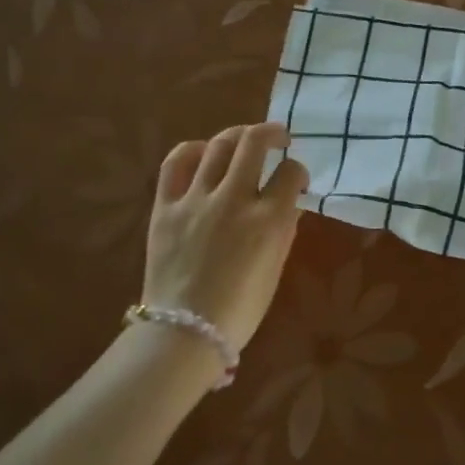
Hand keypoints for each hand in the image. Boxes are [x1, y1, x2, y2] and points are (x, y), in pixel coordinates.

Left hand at [144, 123, 307, 350]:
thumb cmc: (239, 309)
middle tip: (279, 138)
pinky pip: (176, 162)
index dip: (299, 171)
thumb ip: (284, 231)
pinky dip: (192, 149)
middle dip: (272, 133)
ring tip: (244, 140)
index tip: (296, 181)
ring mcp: (196, 199)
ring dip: (237, 136)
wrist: (184, 331)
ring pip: (219, 145)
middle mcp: (234, 200)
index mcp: (268, 220)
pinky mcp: (166, 205)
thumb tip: (289, 203)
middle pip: (255, 143)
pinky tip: (203, 152)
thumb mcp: (274, 270)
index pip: (291, 173)